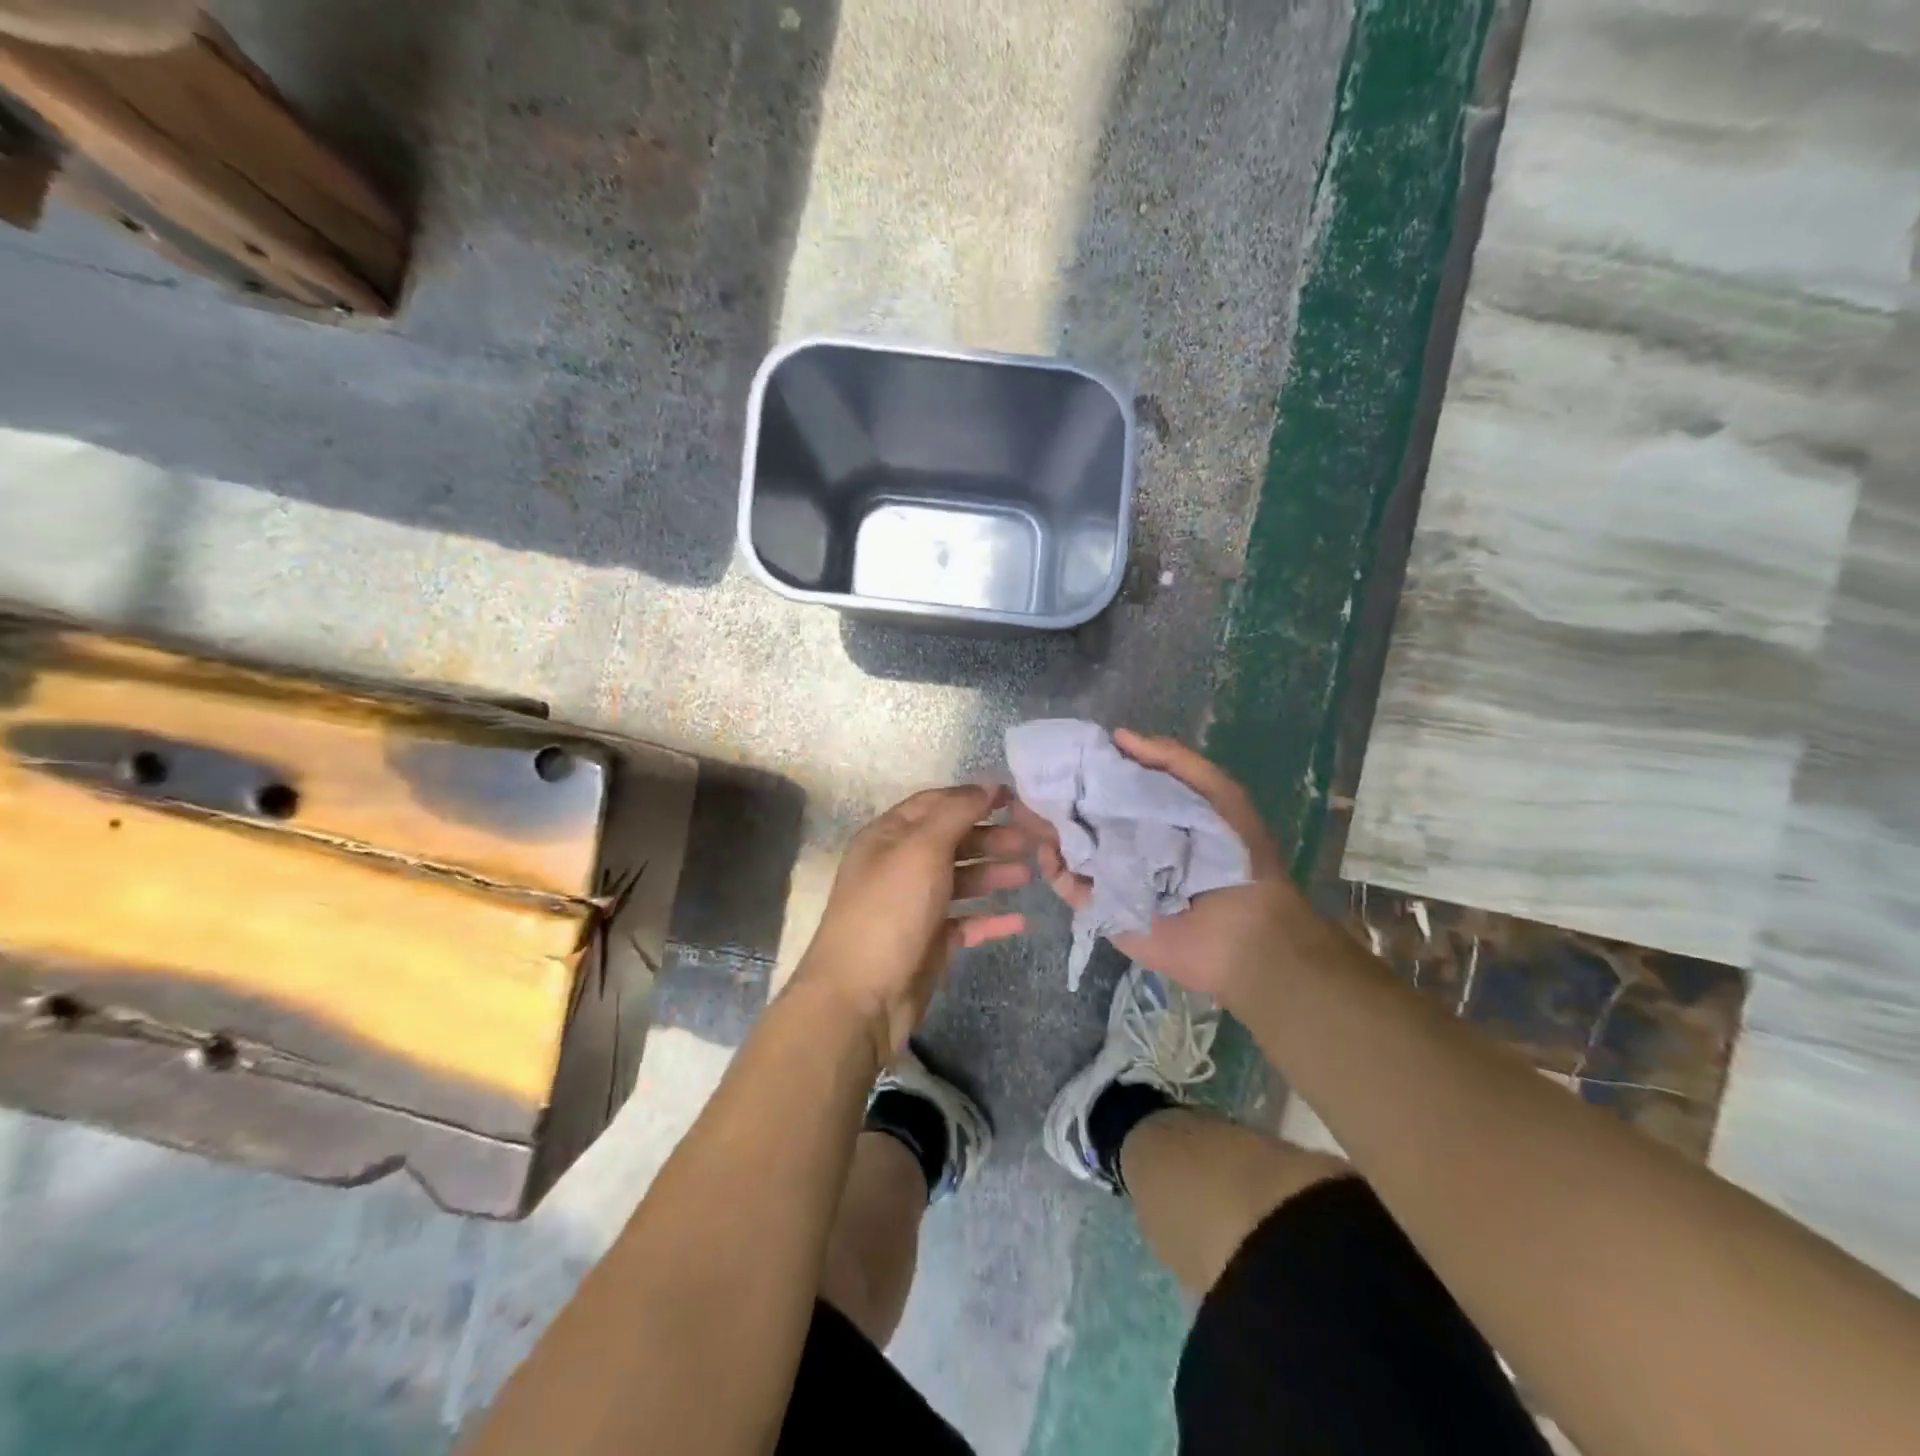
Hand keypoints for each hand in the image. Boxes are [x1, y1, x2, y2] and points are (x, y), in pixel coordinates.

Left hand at [798, 784, 1031, 1061]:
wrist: (860, 998)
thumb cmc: (889, 911)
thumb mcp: (921, 850)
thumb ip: (956, 813)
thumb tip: (987, 785)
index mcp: (888, 837)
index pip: (934, 804)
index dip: (972, 797)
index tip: (1015, 797)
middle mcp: (900, 866)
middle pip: (951, 841)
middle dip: (990, 838)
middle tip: (1031, 840)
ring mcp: (914, 906)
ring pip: (961, 881)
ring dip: (994, 874)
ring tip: (1029, 873)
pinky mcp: (928, 942)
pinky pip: (965, 922)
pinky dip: (990, 918)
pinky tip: (1020, 920)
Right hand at [1013, 729, 1306, 1005]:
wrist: (1241, 931)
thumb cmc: (1234, 856)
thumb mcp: (1218, 793)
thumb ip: (1173, 760)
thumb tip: (1118, 735)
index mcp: (1152, 813)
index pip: (1109, 786)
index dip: (1084, 769)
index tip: (1058, 752)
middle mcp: (1127, 840)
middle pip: (1082, 815)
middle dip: (1056, 798)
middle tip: (1027, 781)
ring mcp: (1110, 874)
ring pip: (1068, 847)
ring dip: (1046, 829)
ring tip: (1023, 810)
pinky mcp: (1100, 906)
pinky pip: (1068, 885)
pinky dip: (1053, 868)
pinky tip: (1046, 849)